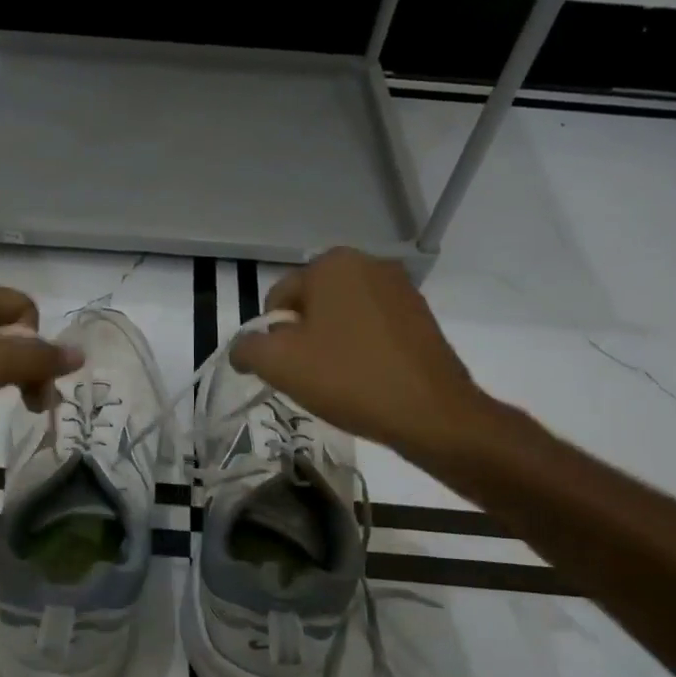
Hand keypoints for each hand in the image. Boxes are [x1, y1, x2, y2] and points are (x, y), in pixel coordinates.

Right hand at [229, 247, 498, 468]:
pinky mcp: (420, 315)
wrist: (431, 413)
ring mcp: (399, 288)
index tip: (288, 368)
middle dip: (302, 339)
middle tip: (310, 377)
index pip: (278, 299)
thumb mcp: (278, 364)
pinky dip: (360, 349)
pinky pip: (371, 328)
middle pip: (310, 306)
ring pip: (341, 317)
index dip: (272, 338)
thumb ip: (247, 348)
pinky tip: (366, 379)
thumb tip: (243, 349)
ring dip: (330, 345)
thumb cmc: (348, 378)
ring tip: (340, 381)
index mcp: (331, 264)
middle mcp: (367, 263)